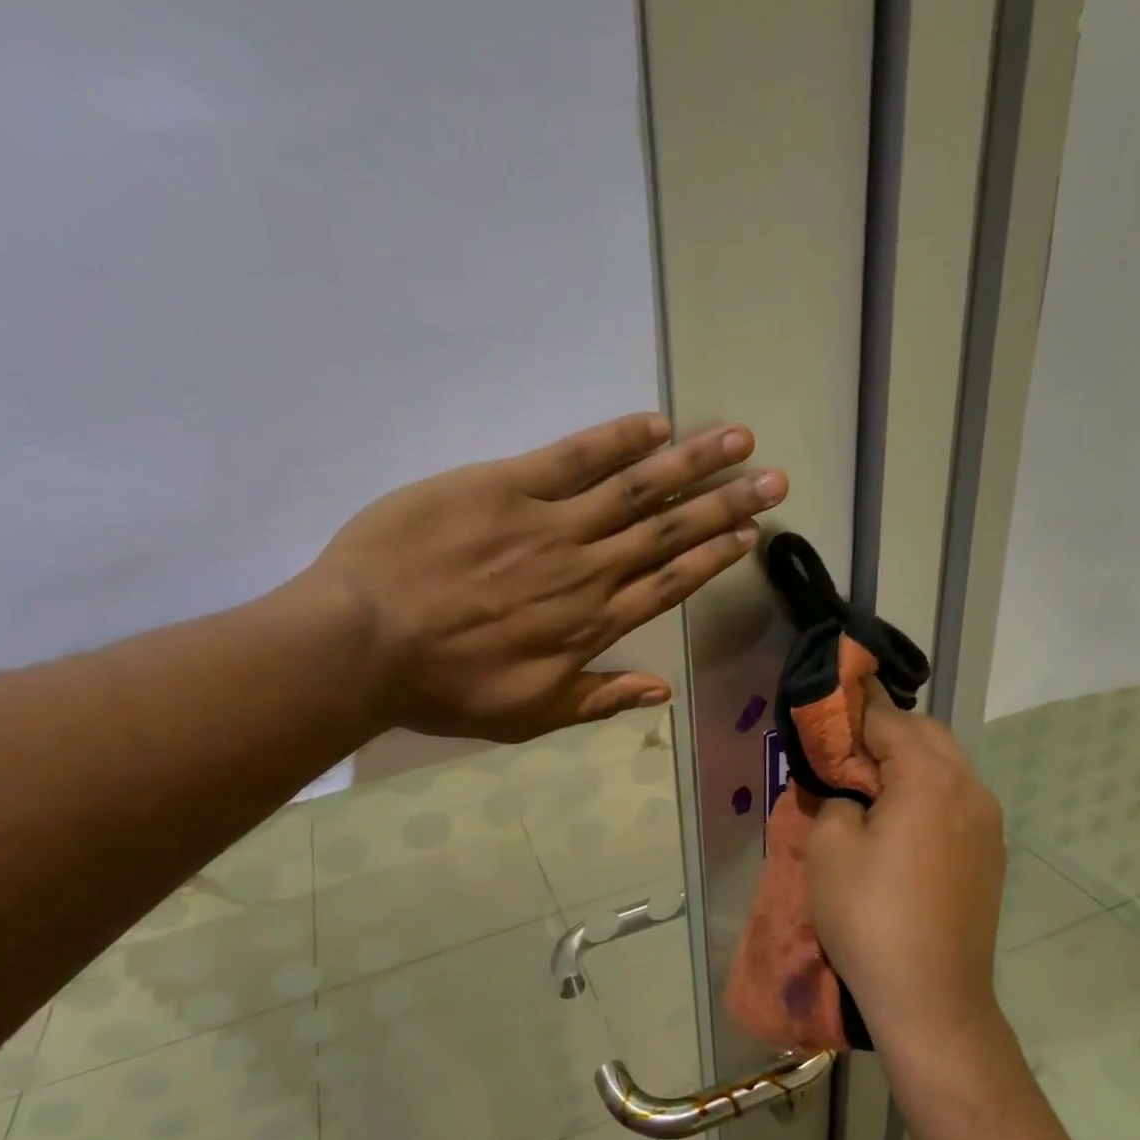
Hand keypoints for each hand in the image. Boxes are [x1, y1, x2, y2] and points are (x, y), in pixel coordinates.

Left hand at [299, 413, 785, 741]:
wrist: (366, 644)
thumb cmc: (444, 688)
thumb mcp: (528, 715)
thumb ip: (597, 699)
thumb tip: (660, 691)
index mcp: (591, 625)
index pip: (668, 584)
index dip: (713, 558)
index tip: (750, 535)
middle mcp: (587, 571)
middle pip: (668, 533)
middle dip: (726, 505)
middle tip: (774, 479)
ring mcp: (550, 525)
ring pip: (635, 490)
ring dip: (691, 464)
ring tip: (737, 440)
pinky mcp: (506, 487)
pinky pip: (573, 458)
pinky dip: (617, 440)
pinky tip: (656, 424)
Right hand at [808, 692, 1007, 1049]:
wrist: (932, 997)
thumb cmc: (870, 915)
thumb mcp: (830, 848)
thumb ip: (837, 799)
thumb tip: (851, 793)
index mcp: (931, 778)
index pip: (891, 720)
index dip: (856, 709)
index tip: (829, 705)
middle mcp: (971, 789)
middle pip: (928, 734)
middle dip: (887, 730)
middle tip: (845, 747)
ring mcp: (988, 824)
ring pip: (948, 766)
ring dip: (910, 761)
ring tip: (869, 781)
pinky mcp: (991, 855)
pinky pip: (957, 800)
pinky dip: (928, 791)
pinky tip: (900, 819)